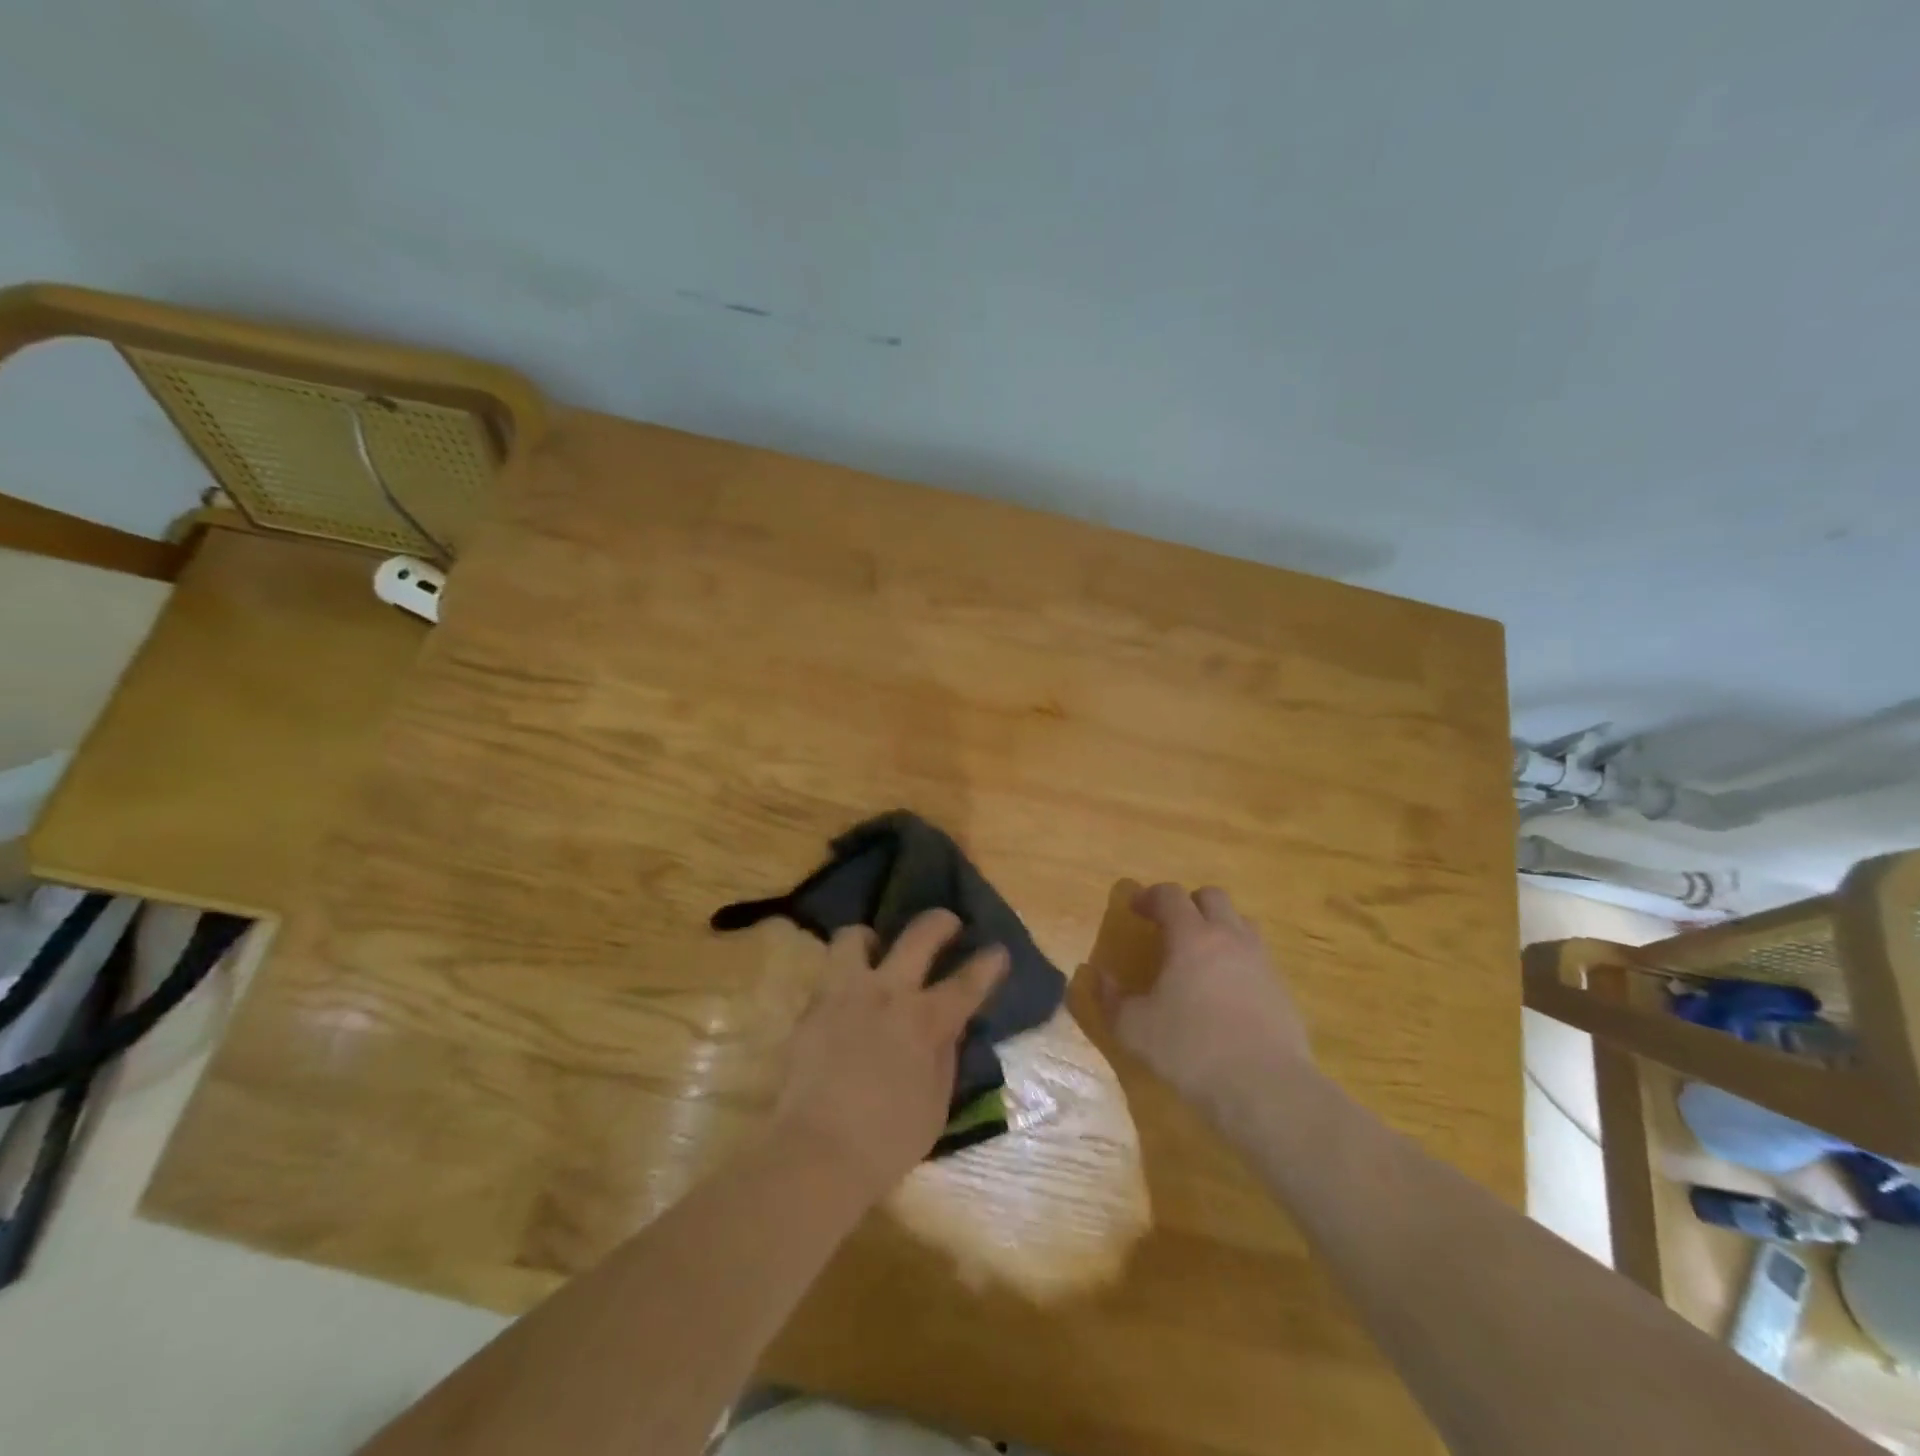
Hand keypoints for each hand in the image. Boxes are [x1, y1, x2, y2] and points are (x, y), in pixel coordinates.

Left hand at [773, 910, 1007, 1203]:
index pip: (967, 982)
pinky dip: (843, 976)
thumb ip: (944, 1057)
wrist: (816, 1153)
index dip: (988, 963)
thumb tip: (948, 1028)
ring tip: (876, 952)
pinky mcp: (812, 1006)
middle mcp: (888, 993)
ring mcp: (845, 994)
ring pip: (855, 936)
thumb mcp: (935, 1105)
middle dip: (940, 922)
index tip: (997, 951)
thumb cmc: (887, 1141)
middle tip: (947, 924)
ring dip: (871, 939)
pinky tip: (847, 995)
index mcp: (926, 1021)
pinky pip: (828, 973)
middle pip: (919, 935)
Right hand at [1096, 883, 1314, 1112]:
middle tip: (1170, 926)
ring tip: (1202, 954)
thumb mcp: (1135, 1029)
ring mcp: (1261, 961)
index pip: (1170, 895)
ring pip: (1241, 923)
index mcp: (1191, 937)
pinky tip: (1227, 990)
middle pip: (1212, 897)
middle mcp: (1229, 938)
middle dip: (1189, 904)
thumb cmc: (1191, 1050)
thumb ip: (1111, 999)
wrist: (1266, 1088)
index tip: (1135, 909)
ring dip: (1219, 927)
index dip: (1150, 896)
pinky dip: (1239, 959)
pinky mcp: (1282, 989)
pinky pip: (1258, 957)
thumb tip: (1100, 977)